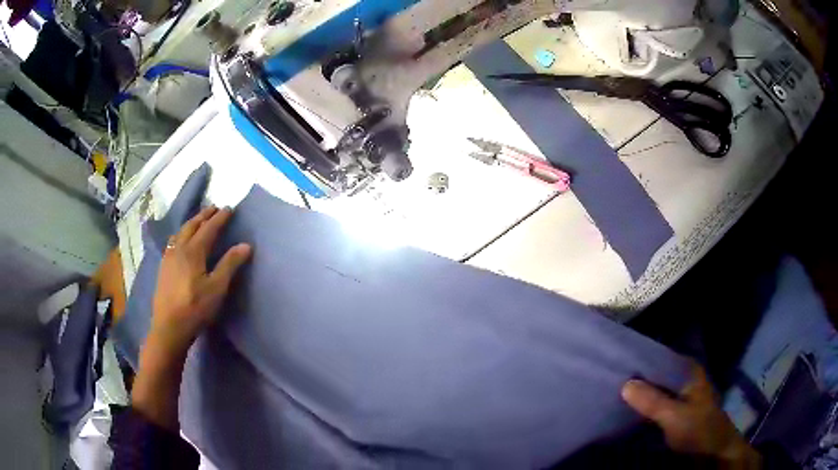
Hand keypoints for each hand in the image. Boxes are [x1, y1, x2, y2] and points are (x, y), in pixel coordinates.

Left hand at [134, 205, 250, 429]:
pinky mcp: (163, 268)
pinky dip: (181, 234)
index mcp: (193, 251)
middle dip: (204, 216)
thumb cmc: (195, 308)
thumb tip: (246, 245)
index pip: (209, 229)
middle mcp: (179, 249)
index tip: (230, 208)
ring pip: (180, 233)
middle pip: (192, 226)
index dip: (220, 218)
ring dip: (191, 223)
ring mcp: (168, 258)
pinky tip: (180, 241)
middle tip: (214, 208)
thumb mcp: (217, 288)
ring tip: (198, 220)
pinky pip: (173, 242)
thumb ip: (230, 264)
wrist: (169, 327)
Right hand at [622, 365, 761, 468]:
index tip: (616, 363)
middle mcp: (684, 378)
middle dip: (637, 377)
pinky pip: (656, 402)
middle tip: (610, 378)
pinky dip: (644, 404)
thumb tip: (625, 383)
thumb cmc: (698, 428)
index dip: (639, 360)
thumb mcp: (674, 416)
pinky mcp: (676, 410)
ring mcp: (681, 394)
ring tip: (614, 391)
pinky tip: (629, 408)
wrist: (712, 451)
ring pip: (656, 388)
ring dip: (640, 392)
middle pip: (656, 374)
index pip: (660, 357)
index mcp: (688, 370)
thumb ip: (652, 400)